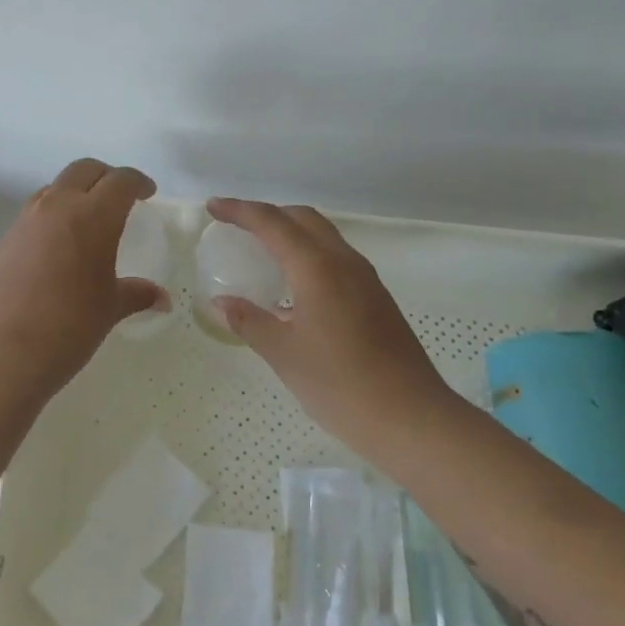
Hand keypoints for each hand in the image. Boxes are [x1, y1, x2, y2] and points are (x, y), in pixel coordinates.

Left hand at [0, 159, 168, 397]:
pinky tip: (57, 251)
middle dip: (106, 176)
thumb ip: (135, 295)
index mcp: (92, 216)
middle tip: (120, 197)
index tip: (147, 193)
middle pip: (83, 170)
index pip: (120, 181)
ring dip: (74, 193)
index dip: (137, 182)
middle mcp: (56, 208)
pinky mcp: (3, 241)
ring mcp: (24, 222)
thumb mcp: (108, 310)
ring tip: (87, 221)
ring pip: (54, 189)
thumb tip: (160, 298)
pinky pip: (33, 215)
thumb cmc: (67, 328)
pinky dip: (51, 218)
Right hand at [206, 198, 449, 452]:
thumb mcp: (284, 354)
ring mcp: (365, 279)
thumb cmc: (341, 384)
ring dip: (291, 232)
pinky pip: (336, 258)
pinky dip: (309, 254)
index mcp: (318, 267)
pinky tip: (294, 287)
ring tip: (262, 251)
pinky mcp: (376, 298)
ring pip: (323, 236)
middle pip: (302, 218)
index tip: (213, 207)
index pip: (272, 223)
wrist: (411, 418)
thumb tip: (221, 302)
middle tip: (237, 226)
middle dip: (267, 214)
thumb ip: (250, 321)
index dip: (240, 211)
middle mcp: (344, 261)